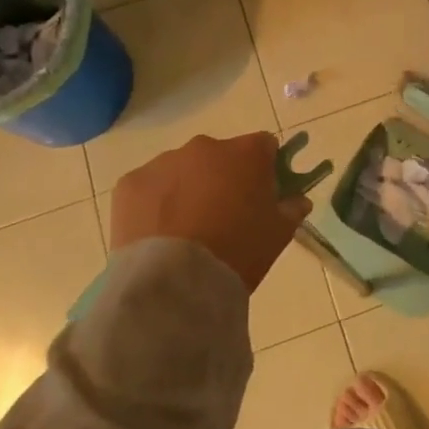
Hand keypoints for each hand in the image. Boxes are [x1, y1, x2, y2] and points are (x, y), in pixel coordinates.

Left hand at [110, 132, 311, 293]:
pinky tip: (158, 235)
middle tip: (223, 216)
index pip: (264, 146)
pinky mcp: (130, 183)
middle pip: (219, 156)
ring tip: (185, 231)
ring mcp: (163, 162)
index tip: (262, 192)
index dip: (265, 167)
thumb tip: (297, 200)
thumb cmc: (238, 253)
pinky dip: (154, 204)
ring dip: (187, 189)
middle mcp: (205, 146)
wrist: (175, 282)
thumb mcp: (278, 235)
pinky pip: (148, 187)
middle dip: (222, 178)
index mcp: (246, 153)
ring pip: (182, 170)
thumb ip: (291, 209)